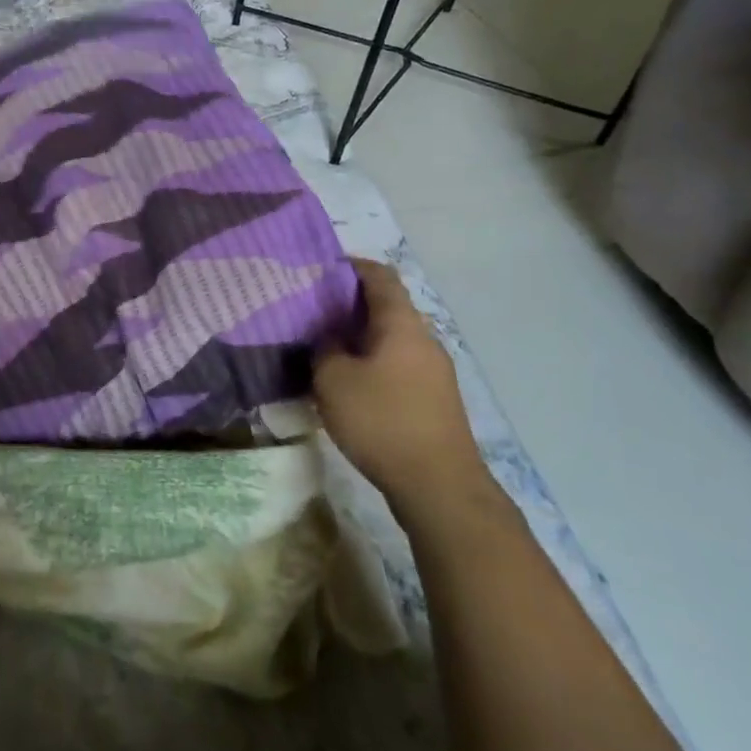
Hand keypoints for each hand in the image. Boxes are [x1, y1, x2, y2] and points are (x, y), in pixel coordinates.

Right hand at [315, 258, 486, 506]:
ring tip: (324, 346)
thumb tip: (329, 336)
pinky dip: (372, 360)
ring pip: (392, 337)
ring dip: (360, 336)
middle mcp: (423, 338)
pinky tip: (349, 381)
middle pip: (387, 306)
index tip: (320, 267)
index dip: (351, 265)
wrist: (438, 485)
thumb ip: (325, 347)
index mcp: (401, 324)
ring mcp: (434, 370)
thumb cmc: (381, 421)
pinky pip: (398, 363)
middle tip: (311, 310)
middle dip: (349, 303)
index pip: (380, 276)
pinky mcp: (434, 398)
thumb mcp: (333, 380)